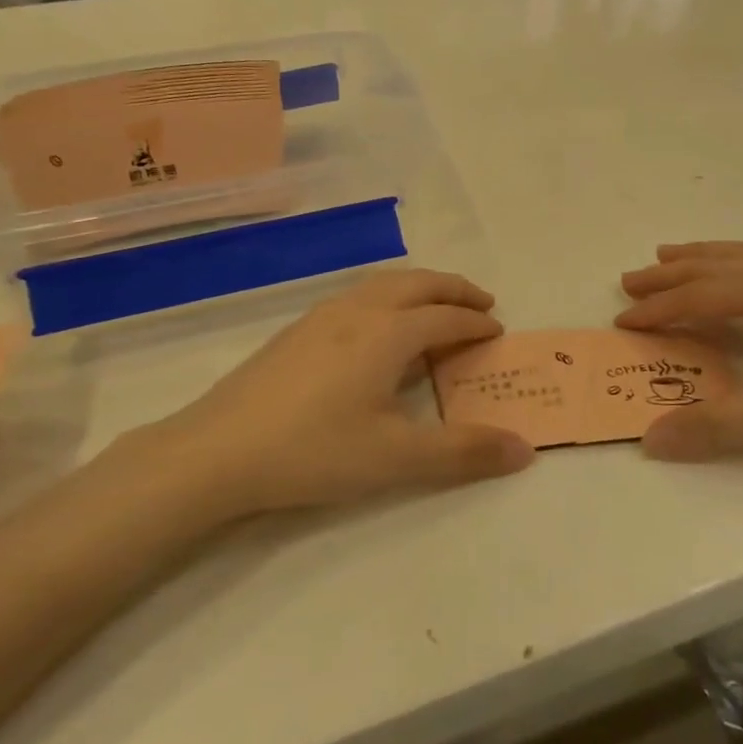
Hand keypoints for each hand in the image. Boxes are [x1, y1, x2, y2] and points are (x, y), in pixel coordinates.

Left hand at [124, 269, 535, 513]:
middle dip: (454, 290)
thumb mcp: (397, 459)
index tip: (497, 332)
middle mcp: (359, 310)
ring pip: (383, 284)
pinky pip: (358, 296)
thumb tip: (525, 450)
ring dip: (419, 288)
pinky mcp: (296, 330)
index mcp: (389, 333)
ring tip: (435, 307)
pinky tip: (377, 327)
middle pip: (418, 284)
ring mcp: (322, 316)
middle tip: (481, 303)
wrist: (217, 451)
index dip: (476, 324)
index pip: (446, 318)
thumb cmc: (315, 451)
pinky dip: (388, 297)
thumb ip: (463, 452)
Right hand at [617, 242, 742, 463]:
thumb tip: (650, 439)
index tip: (621, 320)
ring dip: (704, 259)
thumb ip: (718, 427)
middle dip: (672, 272)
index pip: (702, 295)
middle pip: (719, 265)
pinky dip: (737, 267)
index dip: (659, 309)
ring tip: (672, 256)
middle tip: (632, 279)